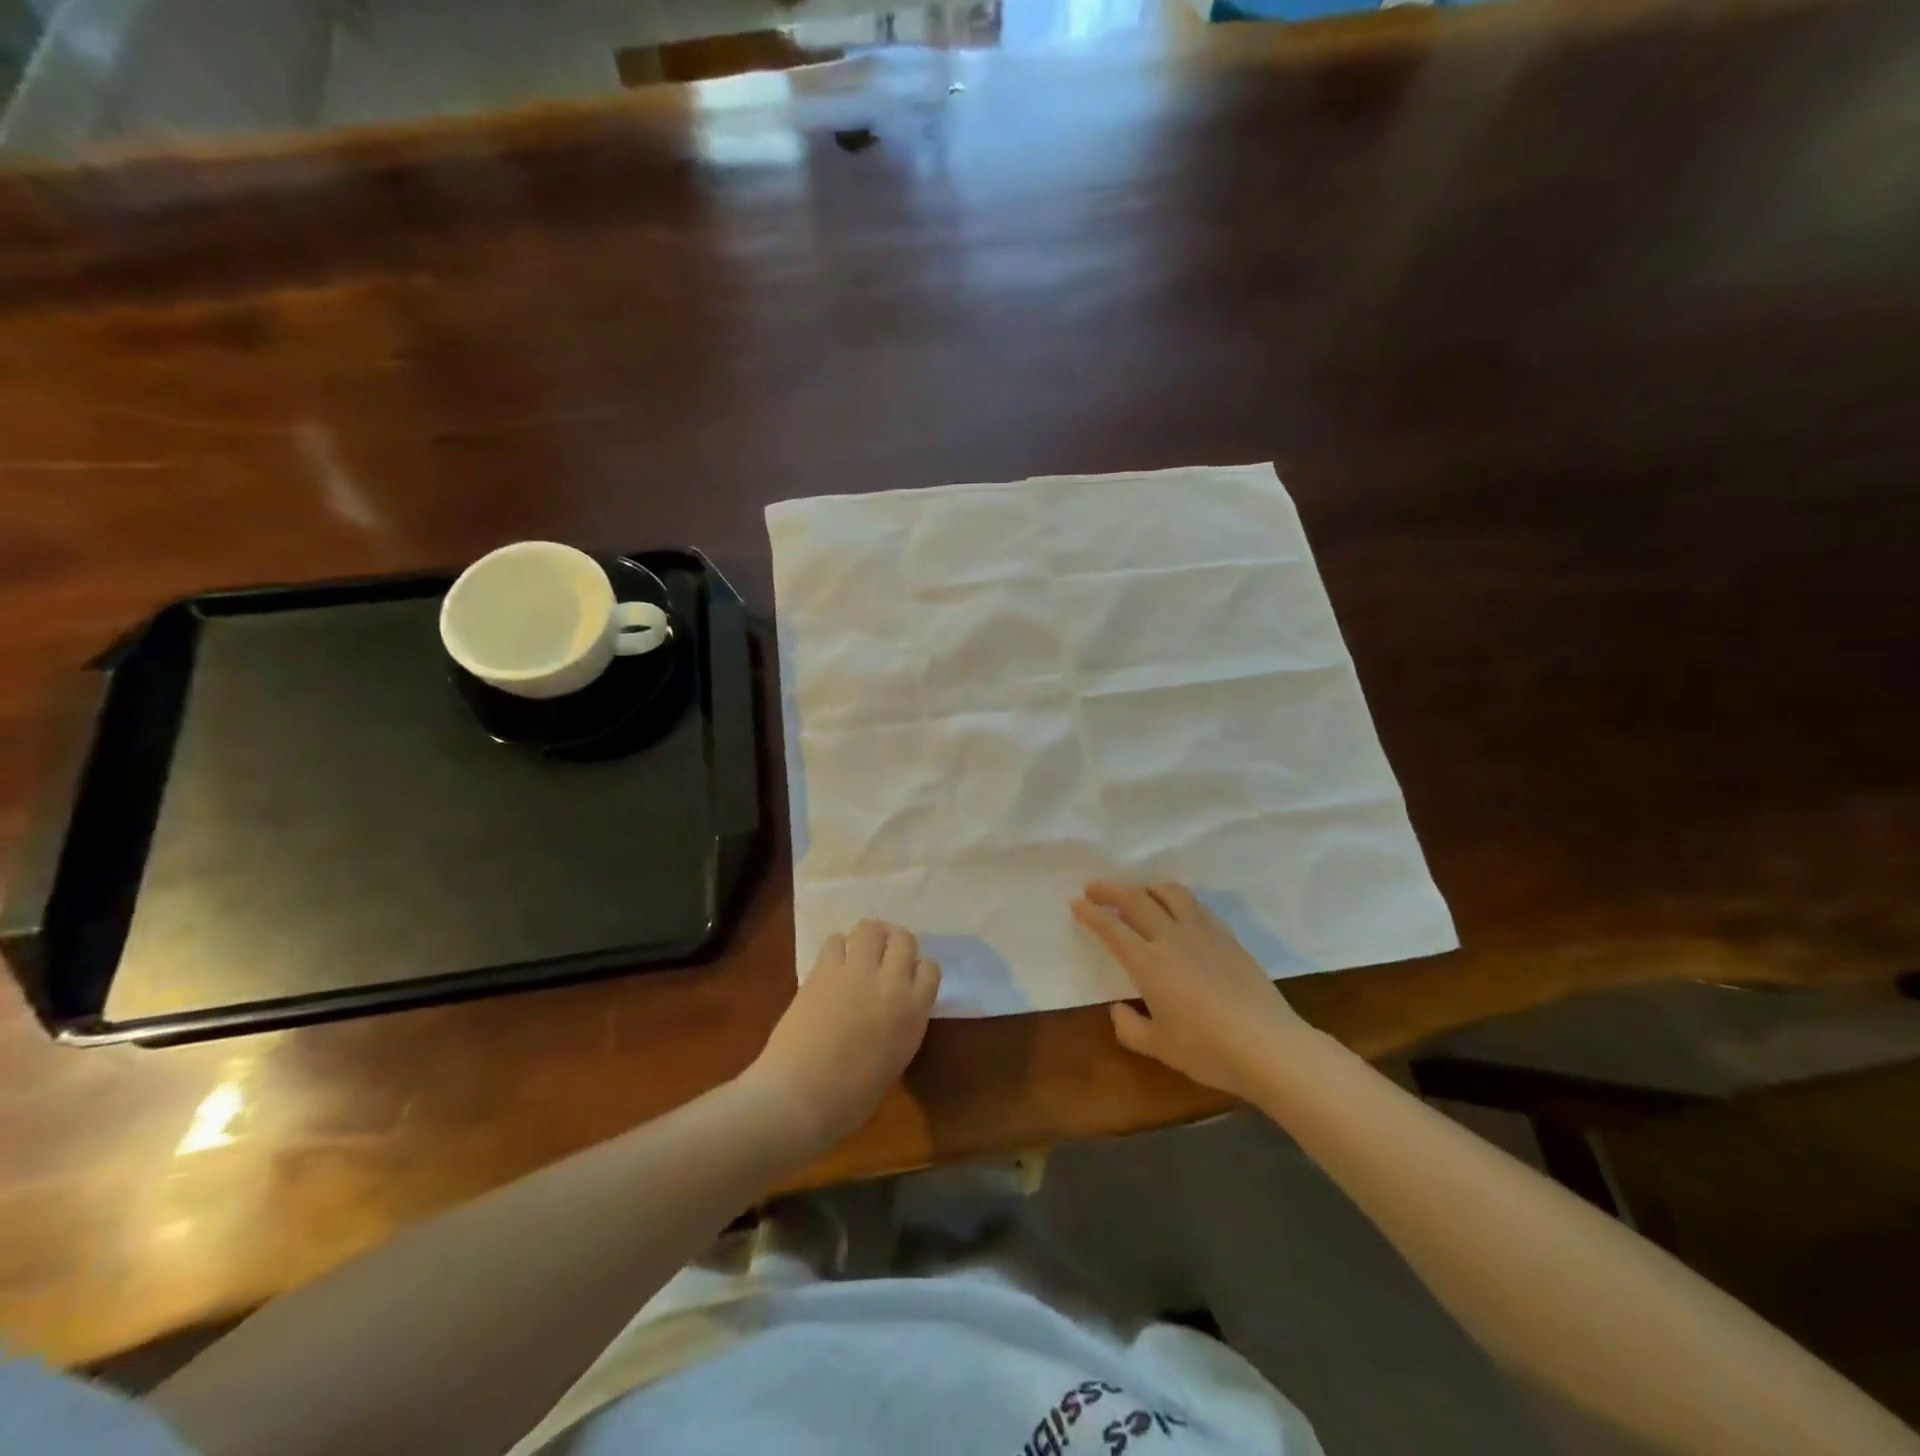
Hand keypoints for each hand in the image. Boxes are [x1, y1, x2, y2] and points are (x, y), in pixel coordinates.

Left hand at [746, 920, 940, 1155]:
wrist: (800, 1097)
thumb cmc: (850, 1098)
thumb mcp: (894, 1059)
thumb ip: (900, 1024)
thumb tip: (890, 1007)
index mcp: (914, 1013)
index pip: (929, 969)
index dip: (917, 969)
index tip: (906, 976)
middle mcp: (891, 983)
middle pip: (903, 939)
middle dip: (895, 942)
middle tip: (884, 953)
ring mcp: (856, 972)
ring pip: (870, 929)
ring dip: (868, 936)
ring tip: (859, 949)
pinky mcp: (823, 970)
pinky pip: (835, 941)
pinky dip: (837, 947)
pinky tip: (832, 963)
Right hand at [1072, 880, 1307, 1097]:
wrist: (1269, 1046)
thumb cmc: (1208, 1050)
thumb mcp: (1160, 1047)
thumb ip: (1130, 1027)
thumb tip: (1118, 1009)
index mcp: (1148, 962)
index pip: (1112, 928)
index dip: (1091, 913)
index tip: (1076, 903)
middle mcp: (1172, 937)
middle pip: (1136, 899)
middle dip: (1110, 889)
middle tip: (1094, 887)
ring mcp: (1203, 933)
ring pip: (1170, 893)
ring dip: (1147, 887)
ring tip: (1138, 893)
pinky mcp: (1228, 937)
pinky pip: (1196, 906)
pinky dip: (1177, 900)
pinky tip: (1178, 912)